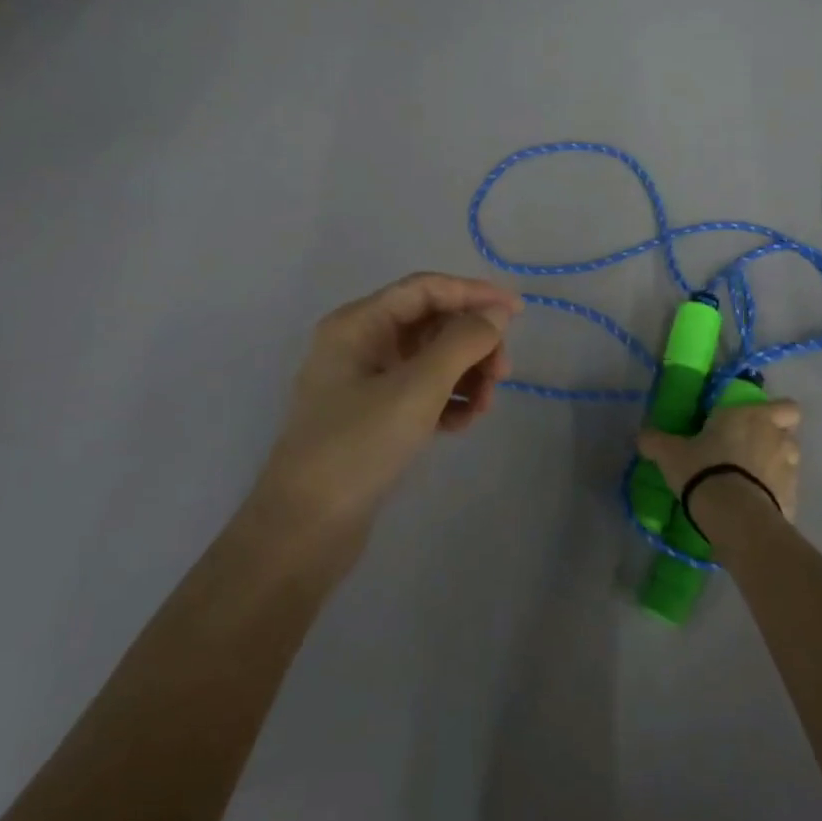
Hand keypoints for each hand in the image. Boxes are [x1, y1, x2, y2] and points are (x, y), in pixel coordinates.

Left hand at [245, 273, 523, 543]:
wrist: (303, 531)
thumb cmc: (357, 446)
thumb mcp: (416, 389)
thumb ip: (462, 342)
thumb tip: (496, 314)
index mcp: (359, 323)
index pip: (426, 289)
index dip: (474, 293)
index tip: (518, 312)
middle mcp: (360, 344)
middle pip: (432, 324)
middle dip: (472, 343)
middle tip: (503, 374)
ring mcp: (365, 382)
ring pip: (431, 360)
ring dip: (465, 374)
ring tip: (483, 407)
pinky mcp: (373, 417)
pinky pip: (421, 392)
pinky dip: (447, 400)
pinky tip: (462, 424)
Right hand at [638, 399, 802, 521]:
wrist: (733, 516)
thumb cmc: (704, 469)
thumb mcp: (671, 453)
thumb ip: (657, 441)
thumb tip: (642, 435)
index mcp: (752, 416)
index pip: (786, 407)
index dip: (777, 413)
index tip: (757, 422)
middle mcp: (778, 438)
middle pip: (789, 434)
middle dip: (774, 441)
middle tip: (749, 451)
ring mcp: (790, 471)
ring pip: (791, 463)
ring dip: (776, 468)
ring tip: (751, 481)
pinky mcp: (793, 501)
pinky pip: (786, 494)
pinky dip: (774, 498)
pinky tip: (754, 507)